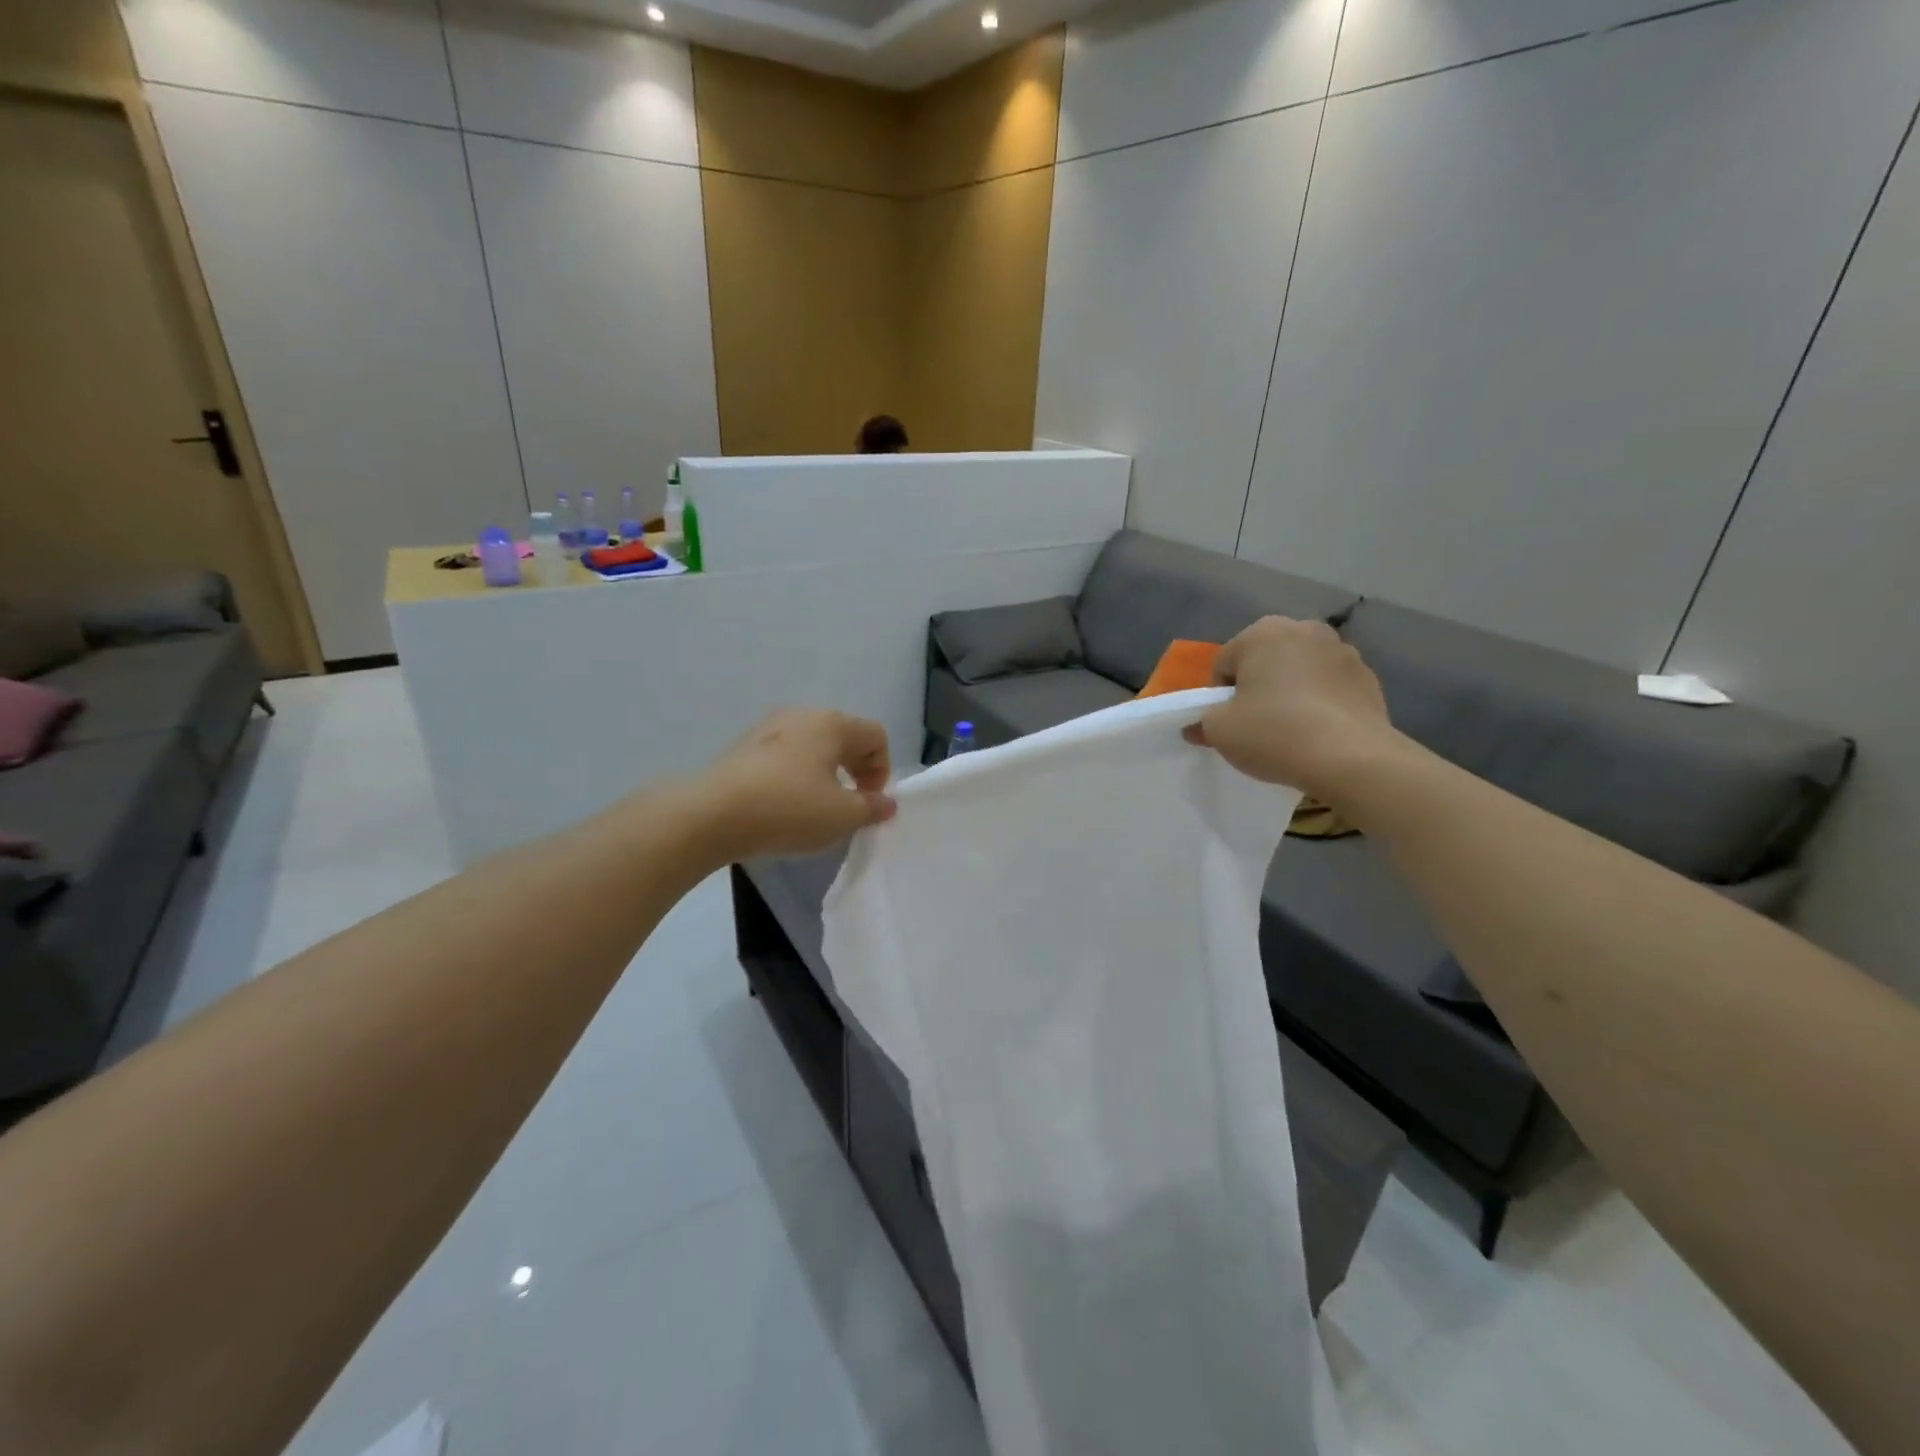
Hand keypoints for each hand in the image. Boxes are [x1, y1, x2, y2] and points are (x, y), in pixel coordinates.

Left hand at [694, 708, 896, 861]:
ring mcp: (768, 729)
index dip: (882, 770)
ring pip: (812, 746)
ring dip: (825, 773)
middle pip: (844, 737)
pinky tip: (785, 805)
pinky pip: (785, 757)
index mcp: (832, 724)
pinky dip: (796, 776)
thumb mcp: (843, 816)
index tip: (869, 803)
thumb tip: (886, 803)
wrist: (712, 815)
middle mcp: (802, 716)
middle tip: (850, 805)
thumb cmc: (789, 809)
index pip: (875, 735)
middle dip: (856, 770)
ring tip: (817, 807)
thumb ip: (872, 808)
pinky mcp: (744, 748)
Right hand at [1183, 617, 1395, 800]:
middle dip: (1258, 686)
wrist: (1351, 759)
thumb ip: (1201, 723)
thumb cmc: (1274, 733)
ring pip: (1301, 672)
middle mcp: (1304, 629)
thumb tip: (1195, 727)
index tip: (1228, 722)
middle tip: (1257, 723)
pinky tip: (1320, 733)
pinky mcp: (1369, 678)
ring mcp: (1343, 651)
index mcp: (1262, 632)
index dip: (1220, 695)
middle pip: (1265, 661)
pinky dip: (1322, 703)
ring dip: (1292, 691)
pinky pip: (1331, 688)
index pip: (1225, 663)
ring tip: (1292, 730)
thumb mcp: (1219, 732)